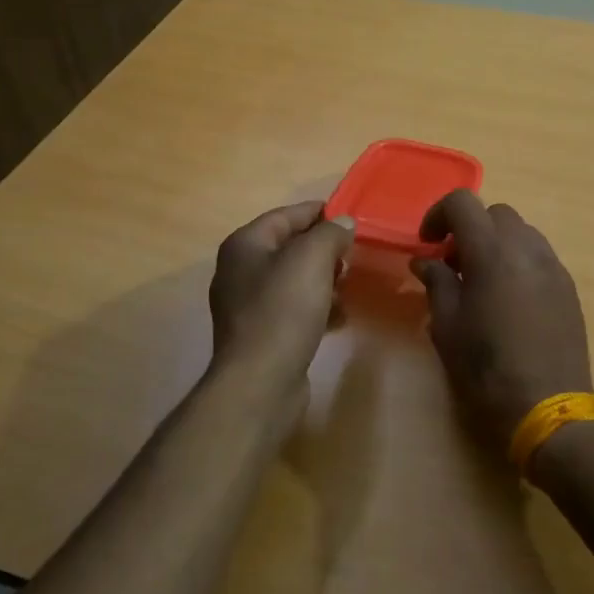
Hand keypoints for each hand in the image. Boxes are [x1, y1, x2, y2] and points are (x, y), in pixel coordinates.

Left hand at [208, 202, 355, 392]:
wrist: (261, 380)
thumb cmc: (283, 310)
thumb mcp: (312, 259)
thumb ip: (330, 233)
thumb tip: (344, 223)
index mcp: (244, 245)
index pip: (285, 215)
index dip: (318, 212)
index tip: (350, 216)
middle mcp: (240, 270)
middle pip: (289, 247)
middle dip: (323, 249)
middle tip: (353, 254)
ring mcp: (248, 305)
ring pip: (294, 280)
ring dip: (323, 279)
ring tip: (350, 284)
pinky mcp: (261, 334)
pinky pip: (294, 309)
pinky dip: (317, 307)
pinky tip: (340, 316)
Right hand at [411, 191, 593, 454]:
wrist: (549, 407)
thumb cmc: (487, 369)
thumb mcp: (447, 328)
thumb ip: (436, 284)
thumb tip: (426, 261)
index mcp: (491, 252)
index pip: (463, 203)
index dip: (438, 214)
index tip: (428, 243)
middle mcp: (526, 248)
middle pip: (495, 214)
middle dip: (470, 229)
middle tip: (453, 265)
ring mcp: (553, 266)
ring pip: (521, 232)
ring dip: (496, 244)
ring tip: (482, 282)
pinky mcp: (568, 287)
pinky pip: (539, 256)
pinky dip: (518, 262)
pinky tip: (510, 300)